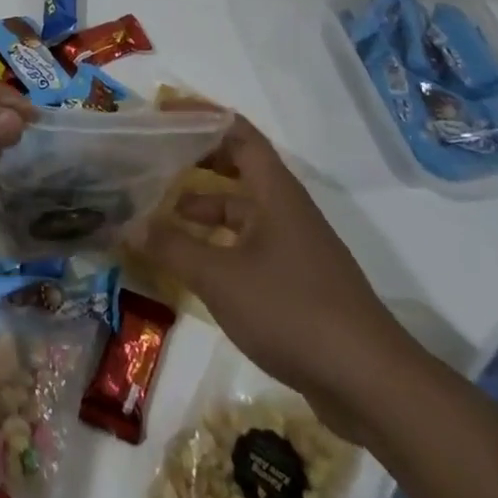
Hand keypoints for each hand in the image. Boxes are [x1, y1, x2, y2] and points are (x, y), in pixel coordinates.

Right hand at [134, 112, 422, 433]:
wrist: (371, 384)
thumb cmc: (293, 311)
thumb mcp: (220, 277)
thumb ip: (171, 248)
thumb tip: (126, 226)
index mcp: (275, 193)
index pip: (238, 133)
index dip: (201, 116)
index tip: (163, 113)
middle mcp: (286, 210)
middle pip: (238, 167)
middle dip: (196, 159)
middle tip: (153, 158)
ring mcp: (293, 247)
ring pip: (240, 211)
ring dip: (201, 208)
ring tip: (157, 215)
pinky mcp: (295, 282)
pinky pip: (246, 245)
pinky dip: (215, 244)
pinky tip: (189, 264)